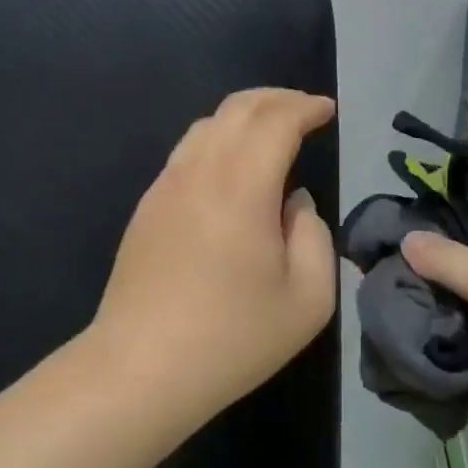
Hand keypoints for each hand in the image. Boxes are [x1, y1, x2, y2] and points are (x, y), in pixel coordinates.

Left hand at [90, 89, 337, 424]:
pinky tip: (231, 168)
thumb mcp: (307, 299)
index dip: (305, 107)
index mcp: (242, 185)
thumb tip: (293, 202)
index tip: (327, 110)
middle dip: (277, 99)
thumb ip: (314, 235)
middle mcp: (200, 171)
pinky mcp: (147, 206)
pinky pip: (186, 152)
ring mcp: (166, 185)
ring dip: (244, 116)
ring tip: (270, 132)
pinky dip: (217, 140)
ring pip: (206, 125)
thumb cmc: (232, 337)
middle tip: (304, 110)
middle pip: (237, 108)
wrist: (140, 368)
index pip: (276, 120)